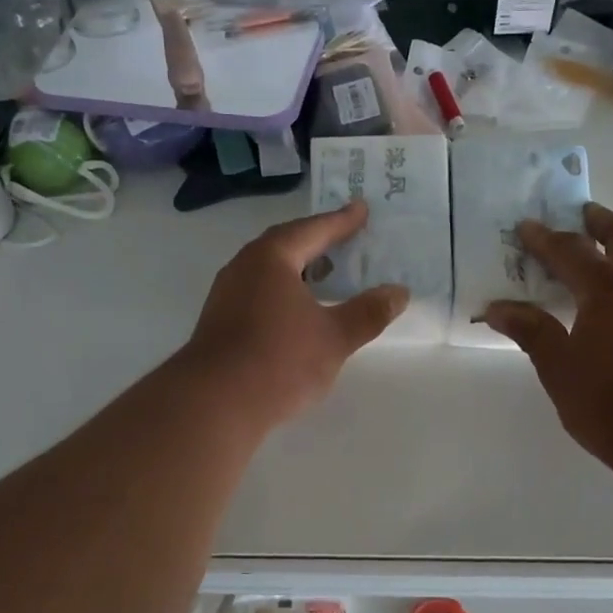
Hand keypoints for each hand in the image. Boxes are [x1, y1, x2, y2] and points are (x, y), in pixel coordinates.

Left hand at [185, 201, 408, 428]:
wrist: (214, 403)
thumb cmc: (279, 360)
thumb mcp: (335, 337)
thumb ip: (368, 313)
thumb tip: (399, 292)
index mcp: (271, 258)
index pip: (312, 230)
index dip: (340, 221)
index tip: (361, 209)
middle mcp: (244, 267)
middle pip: (285, 244)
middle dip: (316, 241)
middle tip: (344, 237)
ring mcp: (226, 295)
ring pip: (268, 270)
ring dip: (298, 268)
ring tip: (325, 274)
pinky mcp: (219, 321)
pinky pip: (258, 291)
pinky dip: (283, 291)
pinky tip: (297, 310)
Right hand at [482, 203, 612, 462]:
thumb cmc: (608, 401)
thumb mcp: (559, 367)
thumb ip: (532, 331)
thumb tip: (498, 308)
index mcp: (608, 290)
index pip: (572, 251)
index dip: (546, 239)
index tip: (526, 227)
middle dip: (601, 222)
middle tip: (582, 214)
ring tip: (597, 257)